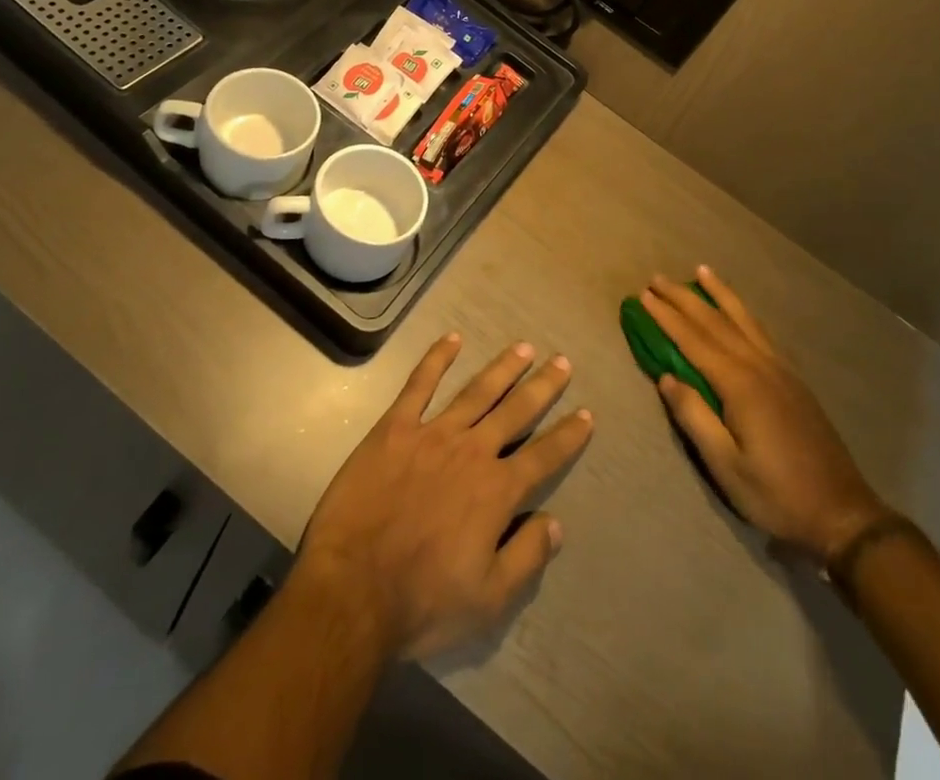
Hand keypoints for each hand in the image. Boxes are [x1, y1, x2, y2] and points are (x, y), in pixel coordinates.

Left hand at [297, 334, 593, 660]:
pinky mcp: (395, 428)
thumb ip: (526, 557)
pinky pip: (420, 385)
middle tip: (562, 361)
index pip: (544, 456)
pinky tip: (452, 339)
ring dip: (503, 368)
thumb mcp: (488, 600)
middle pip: (515, 411)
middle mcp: (472, 451)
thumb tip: (555, 523)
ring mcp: (432, 434)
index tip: (586, 414)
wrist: (352, 588)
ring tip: (523, 347)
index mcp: (497, 491)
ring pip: (476, 391)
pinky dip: (437, 359)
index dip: (568, 436)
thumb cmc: (423, 600)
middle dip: (542, 386)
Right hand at [641, 268, 890, 562]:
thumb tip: (666, 377)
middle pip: (715, 321)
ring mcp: (780, 369)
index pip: (693, 340)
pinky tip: (738, 310)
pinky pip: (761, 332)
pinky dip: (744, 313)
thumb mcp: (726, 466)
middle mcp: (759, 366)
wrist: (842, 513)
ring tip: (700, 271)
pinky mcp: (793, 379)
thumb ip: (694, 417)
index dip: (666, 316)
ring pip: (743, 319)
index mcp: (740, 384)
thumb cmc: (777, 495)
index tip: (642, 295)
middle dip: (683, 298)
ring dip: (718, 294)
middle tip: (656, 278)